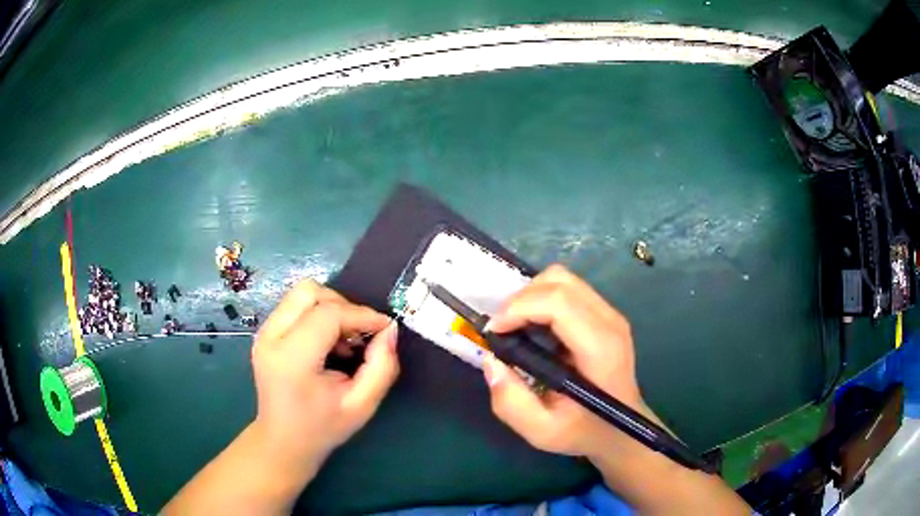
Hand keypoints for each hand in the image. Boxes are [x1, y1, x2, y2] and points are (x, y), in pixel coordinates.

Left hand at [251, 280, 399, 472]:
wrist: (283, 440)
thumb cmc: (323, 427)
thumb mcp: (362, 405)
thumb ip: (382, 367)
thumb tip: (389, 330)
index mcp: (291, 359)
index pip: (328, 315)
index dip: (361, 315)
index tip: (385, 328)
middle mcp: (271, 337)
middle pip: (309, 292)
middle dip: (343, 305)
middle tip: (360, 333)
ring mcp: (263, 332)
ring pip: (301, 293)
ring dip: (330, 307)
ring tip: (344, 338)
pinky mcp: (264, 332)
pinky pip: (295, 305)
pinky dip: (317, 314)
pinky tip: (328, 342)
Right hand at [482, 264, 654, 459]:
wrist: (622, 430)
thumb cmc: (584, 431)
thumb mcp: (542, 432)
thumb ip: (511, 402)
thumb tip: (491, 361)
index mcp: (600, 349)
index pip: (559, 302)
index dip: (519, 307)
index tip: (494, 331)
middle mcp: (610, 322)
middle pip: (560, 281)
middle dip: (521, 298)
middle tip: (502, 329)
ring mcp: (611, 314)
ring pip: (564, 279)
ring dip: (531, 296)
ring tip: (515, 326)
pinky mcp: (605, 315)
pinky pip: (569, 290)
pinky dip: (543, 299)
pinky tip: (534, 327)